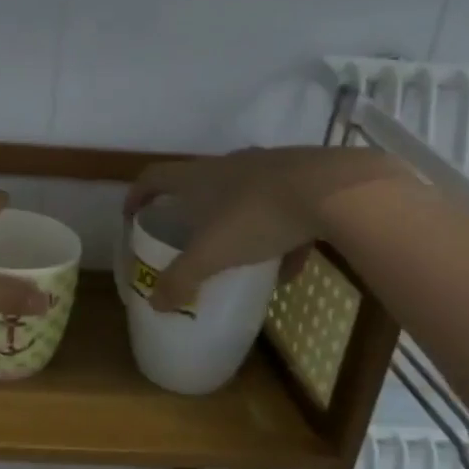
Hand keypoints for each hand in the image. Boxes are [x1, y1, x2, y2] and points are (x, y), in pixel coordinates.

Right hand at [125, 147, 413, 311]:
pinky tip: (290, 268)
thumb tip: (154, 304)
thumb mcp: (211, 256)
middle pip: (199, 184)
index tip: (133, 216)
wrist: (336, 191)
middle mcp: (229, 165)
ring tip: (241, 260)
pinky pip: (283, 208)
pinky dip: (280, 237)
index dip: (137, 195)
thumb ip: (181, 280)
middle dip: (191, 212)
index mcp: (198, 177)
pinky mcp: (305, 177)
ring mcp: (269, 167)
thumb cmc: (256, 217)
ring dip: (237, 226)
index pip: (153, 178)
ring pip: (244, 197)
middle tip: (189, 239)